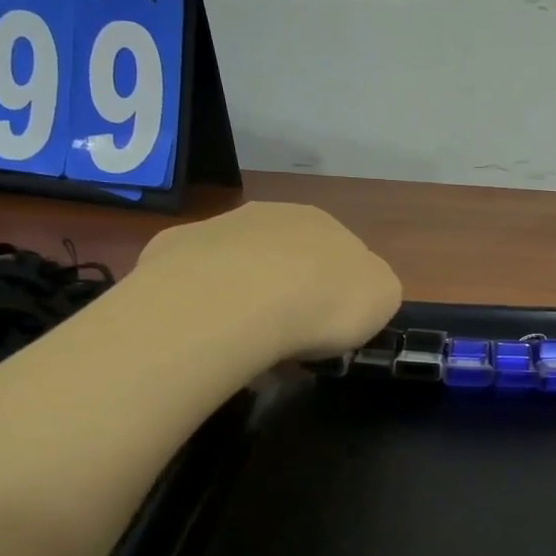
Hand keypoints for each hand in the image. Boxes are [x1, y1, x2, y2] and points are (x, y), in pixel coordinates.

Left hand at [134, 202, 402, 361]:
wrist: (238, 300)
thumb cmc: (323, 300)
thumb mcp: (382, 298)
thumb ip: (375, 289)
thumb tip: (357, 294)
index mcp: (324, 223)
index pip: (338, 255)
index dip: (336, 294)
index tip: (330, 330)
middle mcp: (271, 215)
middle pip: (285, 257)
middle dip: (288, 292)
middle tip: (288, 337)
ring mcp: (218, 228)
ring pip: (238, 265)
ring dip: (244, 295)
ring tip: (243, 340)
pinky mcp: (173, 250)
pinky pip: (195, 280)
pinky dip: (203, 303)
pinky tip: (205, 330)